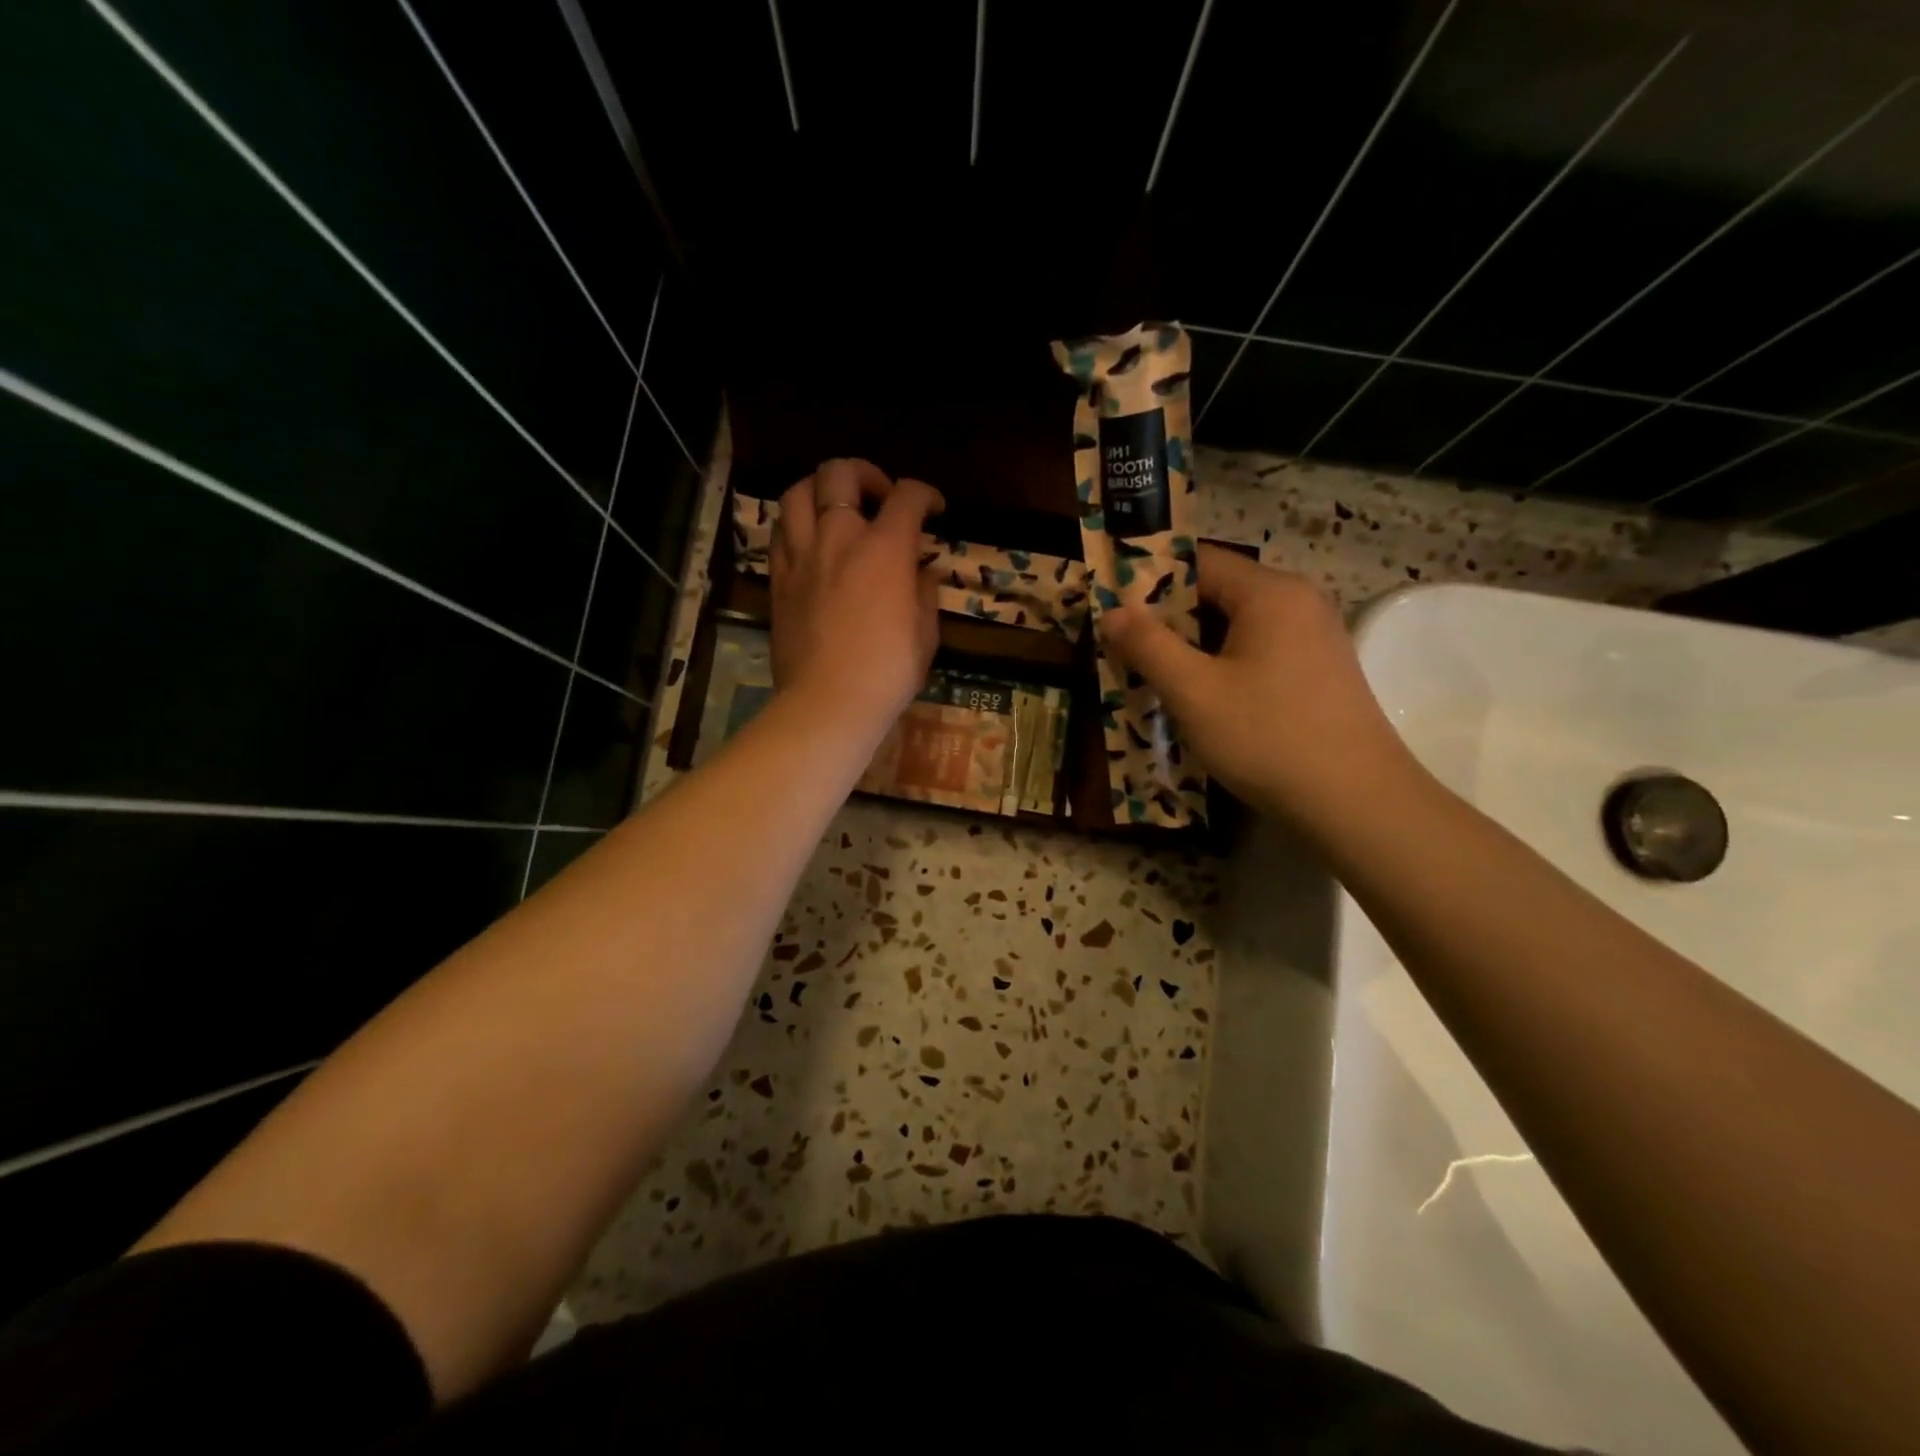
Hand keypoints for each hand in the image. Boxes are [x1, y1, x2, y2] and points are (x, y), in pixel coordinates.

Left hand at [769, 458, 943, 742]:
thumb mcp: (925, 632)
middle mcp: (838, 538)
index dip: (926, 494)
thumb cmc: (888, 672)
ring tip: (837, 511)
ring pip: (798, 492)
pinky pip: (781, 531)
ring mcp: (801, 556)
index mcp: (884, 549)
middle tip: (880, 497)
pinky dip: (798, 523)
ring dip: (822, 490)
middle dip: (866, 474)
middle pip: (840, 473)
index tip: (934, 510)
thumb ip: (924, 591)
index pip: (907, 496)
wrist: (828, 702)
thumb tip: (920, 572)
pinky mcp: (778, 579)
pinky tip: (812, 543)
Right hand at [1102, 545, 1416, 830]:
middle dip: (1168, 618)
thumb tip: (1112, 611)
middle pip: (1219, 591)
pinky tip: (1201, 697)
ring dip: (1194, 645)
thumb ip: (1148, 645)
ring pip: (1237, 625)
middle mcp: (1298, 601)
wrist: (1355, 801)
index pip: (1199, 561)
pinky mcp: (1319, 670)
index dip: (1149, 580)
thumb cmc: (1267, 736)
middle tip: (1124, 646)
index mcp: (1269, 592)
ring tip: (1153, 674)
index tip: (1111, 607)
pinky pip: (1259, 650)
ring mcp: (1315, 636)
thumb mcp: (1194, 691)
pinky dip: (1224, 663)